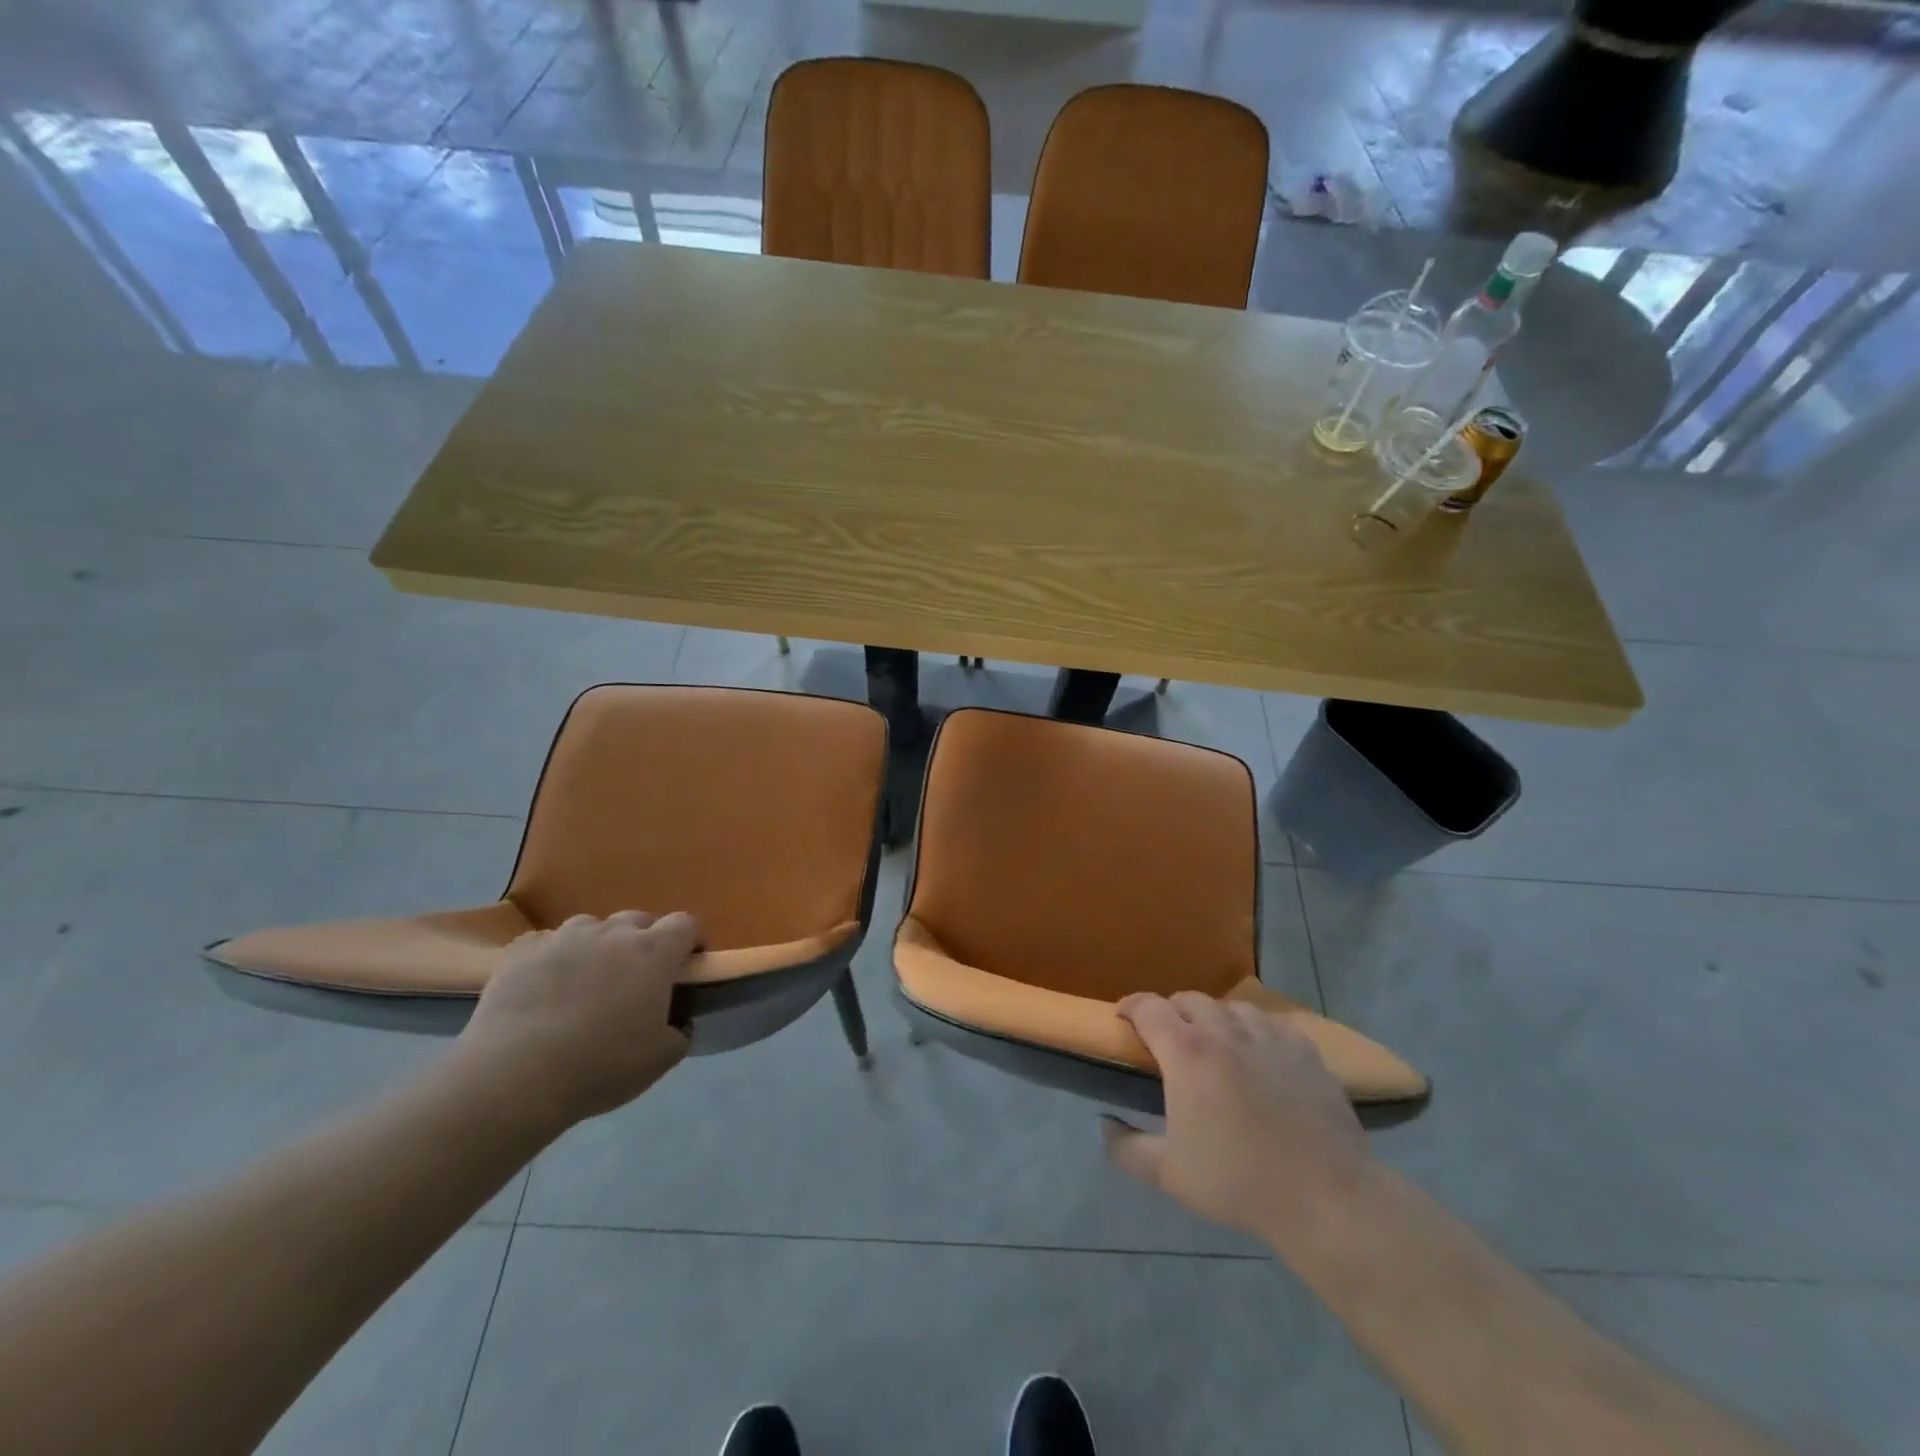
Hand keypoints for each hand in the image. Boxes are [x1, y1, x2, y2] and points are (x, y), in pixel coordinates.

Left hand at [459, 911, 699, 1126]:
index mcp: (653, 952)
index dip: (691, 940)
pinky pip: (547, 944)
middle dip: (644, 942)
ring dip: (597, 946)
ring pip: (591, 928)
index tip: (688, 963)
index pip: (686, 924)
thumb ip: (679, 1032)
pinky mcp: (521, 951)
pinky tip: (544, 987)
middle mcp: (612, 933)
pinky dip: (554, 958)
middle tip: (636, 979)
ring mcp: (564, 937)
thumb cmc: (600, 1066)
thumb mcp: (660, 1059)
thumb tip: (678, 1022)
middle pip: (638, 921)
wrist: (514, 1077)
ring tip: (586, 981)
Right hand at [1104, 992, 1369, 1238]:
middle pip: (1189, 999)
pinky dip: (1255, 1030)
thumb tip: (1105, 1124)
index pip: (1148, 1007)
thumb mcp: (1169, 1175)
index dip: (1130, 1006)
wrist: (1325, 1197)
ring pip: (1231, 1006)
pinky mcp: (1305, 1050)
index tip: (1122, 1017)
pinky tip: (1259, 1053)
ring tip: (1215, 1042)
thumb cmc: (1239, 1182)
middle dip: (1172, 1011)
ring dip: (1215, 1017)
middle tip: (1169, 1038)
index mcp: (1187, 1053)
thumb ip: (1126, 1148)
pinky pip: (1271, 1023)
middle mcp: (1224, 1031)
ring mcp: (1268, 1036)